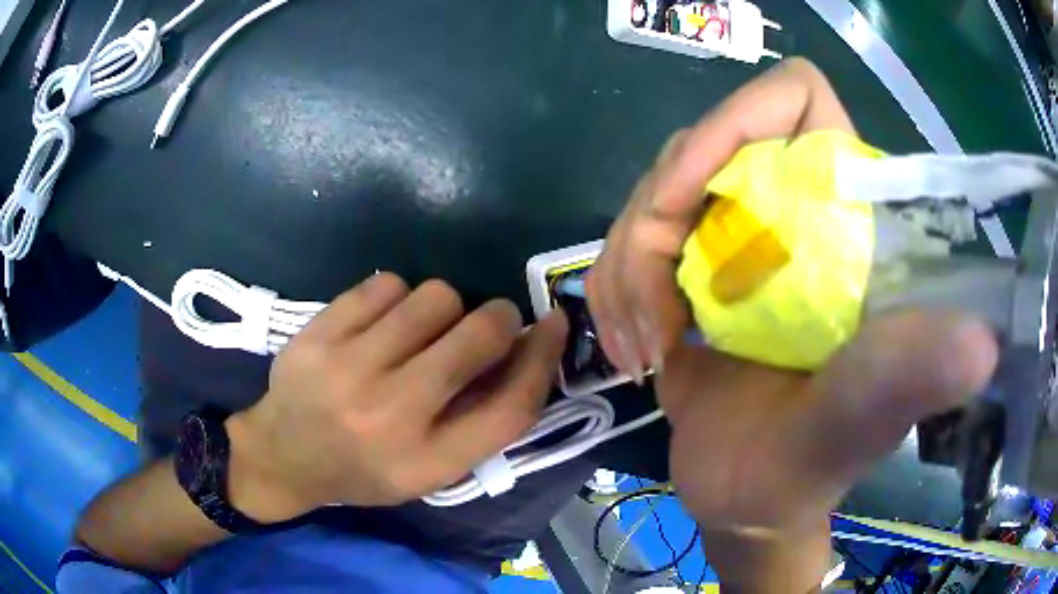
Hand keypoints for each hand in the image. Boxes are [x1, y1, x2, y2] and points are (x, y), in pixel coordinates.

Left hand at [224, 274, 567, 521]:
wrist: (284, 454)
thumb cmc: (366, 469)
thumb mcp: (430, 469)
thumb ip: (481, 418)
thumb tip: (527, 346)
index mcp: (427, 462)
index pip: (511, 406)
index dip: (543, 357)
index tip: (553, 324)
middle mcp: (391, 415)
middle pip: (480, 335)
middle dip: (498, 318)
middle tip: (484, 324)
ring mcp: (348, 368)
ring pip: (436, 296)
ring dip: (444, 308)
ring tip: (419, 332)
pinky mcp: (319, 333)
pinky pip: (387, 283)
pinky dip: (396, 297)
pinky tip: (380, 324)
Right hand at [586, 58, 998, 590]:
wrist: (751, 501)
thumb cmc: (812, 466)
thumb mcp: (863, 422)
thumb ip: (913, 377)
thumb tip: (984, 344)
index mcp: (849, 216)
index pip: (797, 98)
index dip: (736, 122)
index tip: (687, 199)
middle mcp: (794, 208)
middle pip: (701, 146)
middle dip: (658, 221)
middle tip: (660, 314)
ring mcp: (737, 239)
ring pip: (652, 195)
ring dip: (627, 269)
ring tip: (644, 348)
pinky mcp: (694, 273)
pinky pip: (628, 241)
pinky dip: (614, 291)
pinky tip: (633, 349)